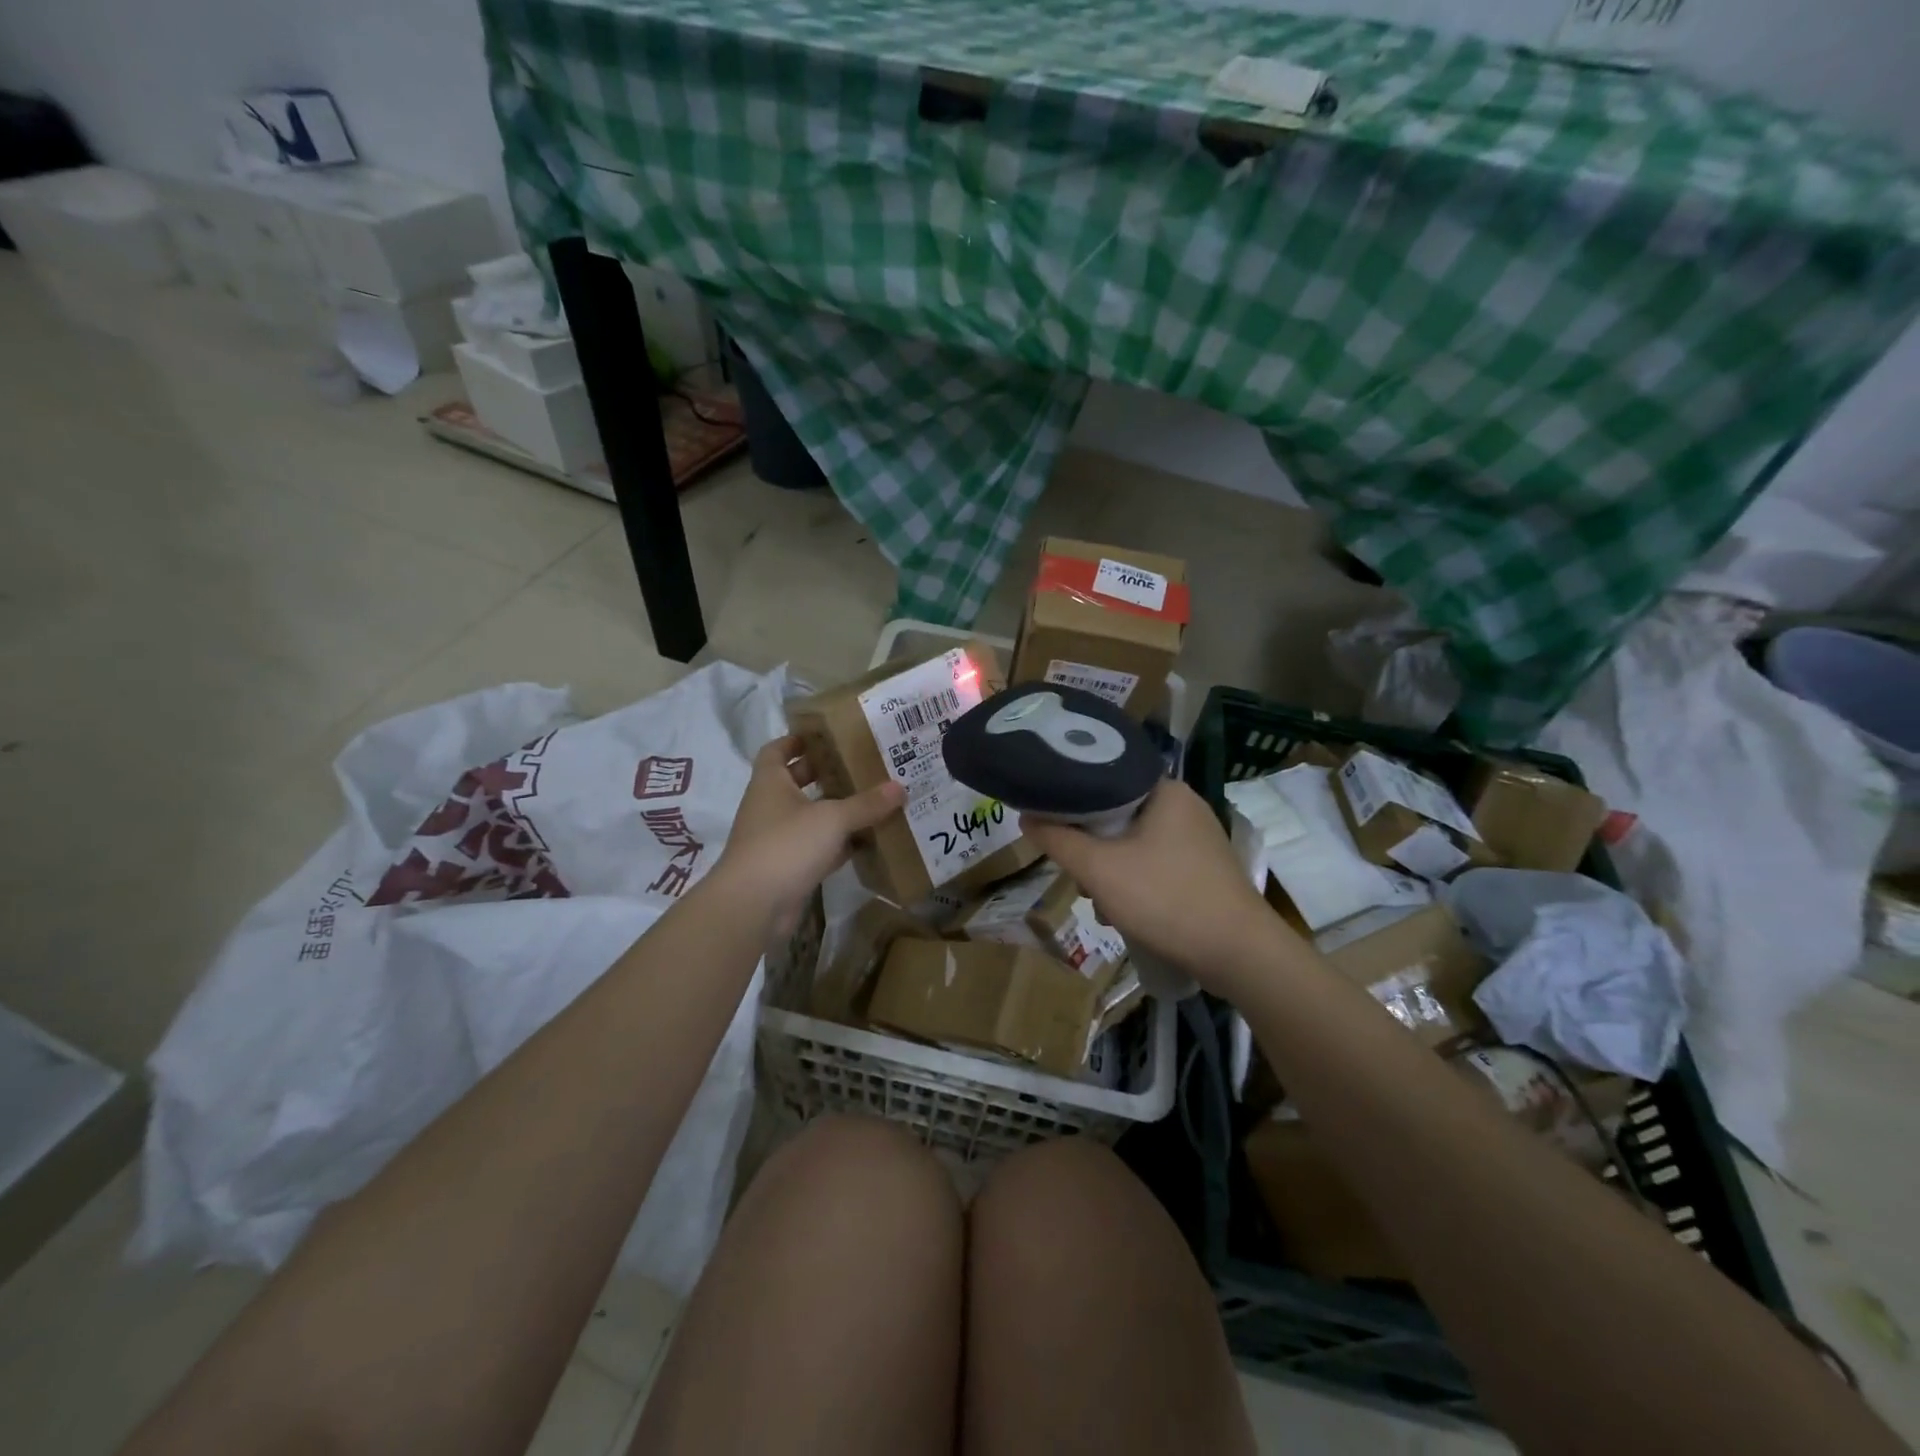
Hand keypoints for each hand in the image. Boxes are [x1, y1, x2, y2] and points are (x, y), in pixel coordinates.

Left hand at [717, 735, 904, 934]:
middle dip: (826, 772)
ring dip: (837, 809)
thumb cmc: (786, 846)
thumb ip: (866, 804)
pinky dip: (839, 843)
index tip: (826, 735)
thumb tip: (899, 787)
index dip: (797, 740)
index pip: (777, 750)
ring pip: (811, 815)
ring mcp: (778, 838)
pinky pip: (818, 846)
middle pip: (798, 781)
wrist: (753, 905)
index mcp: (770, 783)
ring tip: (874, 798)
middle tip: (861, 763)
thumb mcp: (832, 819)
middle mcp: (771, 806)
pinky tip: (868, 840)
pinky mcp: (789, 867)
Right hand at [1021, 780, 1289, 987]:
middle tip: (1081, 877)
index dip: (1072, 800)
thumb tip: (1026, 818)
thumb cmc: (1166, 899)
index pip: (1105, 778)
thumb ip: (1058, 841)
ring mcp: (1198, 839)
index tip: (1051, 823)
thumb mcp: (1100, 870)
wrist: (1239, 954)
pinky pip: (1155, 864)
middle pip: (1117, 815)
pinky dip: (1135, 884)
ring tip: (1103, 906)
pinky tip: (1127, 914)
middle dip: (1091, 848)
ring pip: (1134, 844)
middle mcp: (1184, 806)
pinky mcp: (1204, 869)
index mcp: (1165, 790)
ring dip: (1111, 873)